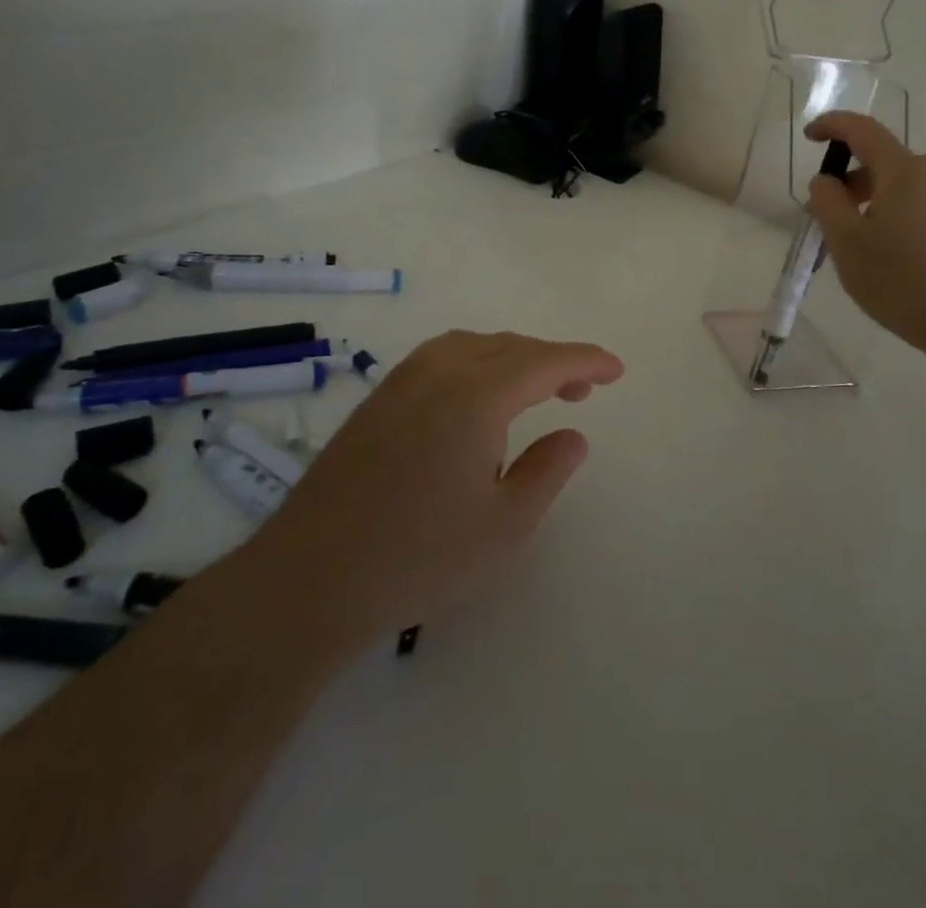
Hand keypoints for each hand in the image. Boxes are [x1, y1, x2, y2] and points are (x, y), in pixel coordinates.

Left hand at [255, 331, 623, 657]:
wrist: (310, 578)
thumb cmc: (418, 557)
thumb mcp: (504, 526)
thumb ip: (548, 471)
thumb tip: (573, 433)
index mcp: (476, 395)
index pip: (545, 361)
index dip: (585, 361)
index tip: (616, 370)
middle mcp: (439, 371)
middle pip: (510, 347)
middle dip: (553, 362)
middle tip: (582, 392)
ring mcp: (402, 381)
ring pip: (474, 346)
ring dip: (513, 359)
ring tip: (534, 393)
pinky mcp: (379, 398)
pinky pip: (443, 358)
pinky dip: (477, 364)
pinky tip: (477, 402)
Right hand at [803, 111, 925, 363]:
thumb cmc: (902, 280)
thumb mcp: (847, 243)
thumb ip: (828, 203)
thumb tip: (825, 181)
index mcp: (903, 170)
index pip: (862, 130)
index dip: (832, 125)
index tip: (810, 136)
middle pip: (883, 161)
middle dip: (850, 179)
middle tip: (827, 215)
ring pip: (903, 185)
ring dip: (874, 200)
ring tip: (858, 241)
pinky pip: (922, 203)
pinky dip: (897, 213)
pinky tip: (891, 253)